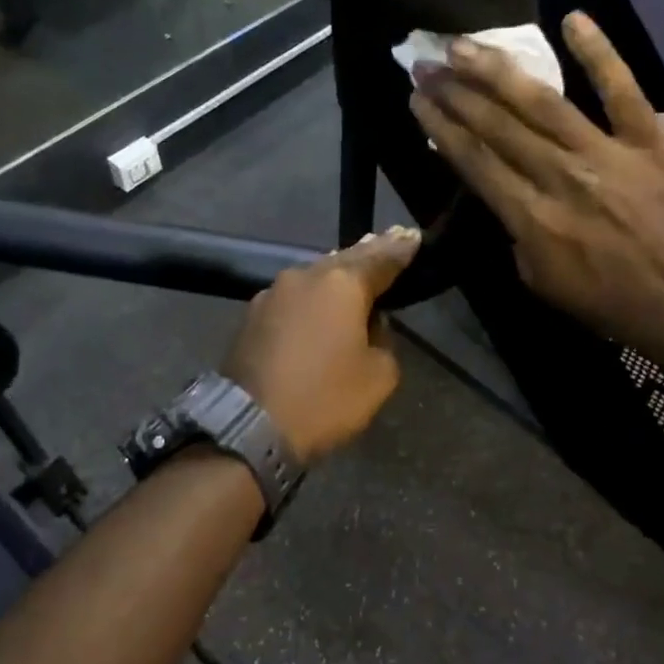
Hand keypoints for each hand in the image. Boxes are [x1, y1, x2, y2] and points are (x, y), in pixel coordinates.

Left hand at [222, 227, 418, 461]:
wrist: (248, 426)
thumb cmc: (324, 399)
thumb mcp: (378, 376)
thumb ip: (384, 340)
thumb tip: (370, 325)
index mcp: (342, 284)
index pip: (382, 258)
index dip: (402, 249)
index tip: (414, 237)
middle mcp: (305, 276)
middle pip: (345, 260)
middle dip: (369, 253)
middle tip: (390, 241)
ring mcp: (272, 293)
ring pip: (315, 276)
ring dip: (337, 276)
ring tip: (356, 271)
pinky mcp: (251, 315)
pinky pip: (294, 297)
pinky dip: (312, 298)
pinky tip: (320, 304)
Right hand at [409, 11, 663, 358]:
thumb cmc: (613, 304)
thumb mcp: (542, 283)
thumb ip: (517, 235)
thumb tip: (506, 193)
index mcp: (531, 217)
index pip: (474, 161)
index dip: (442, 127)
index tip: (417, 100)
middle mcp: (560, 176)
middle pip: (497, 126)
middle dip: (455, 93)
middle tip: (425, 64)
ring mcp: (607, 153)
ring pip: (542, 102)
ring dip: (498, 71)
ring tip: (464, 45)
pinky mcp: (650, 139)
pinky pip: (621, 89)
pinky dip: (598, 52)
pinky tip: (572, 19)